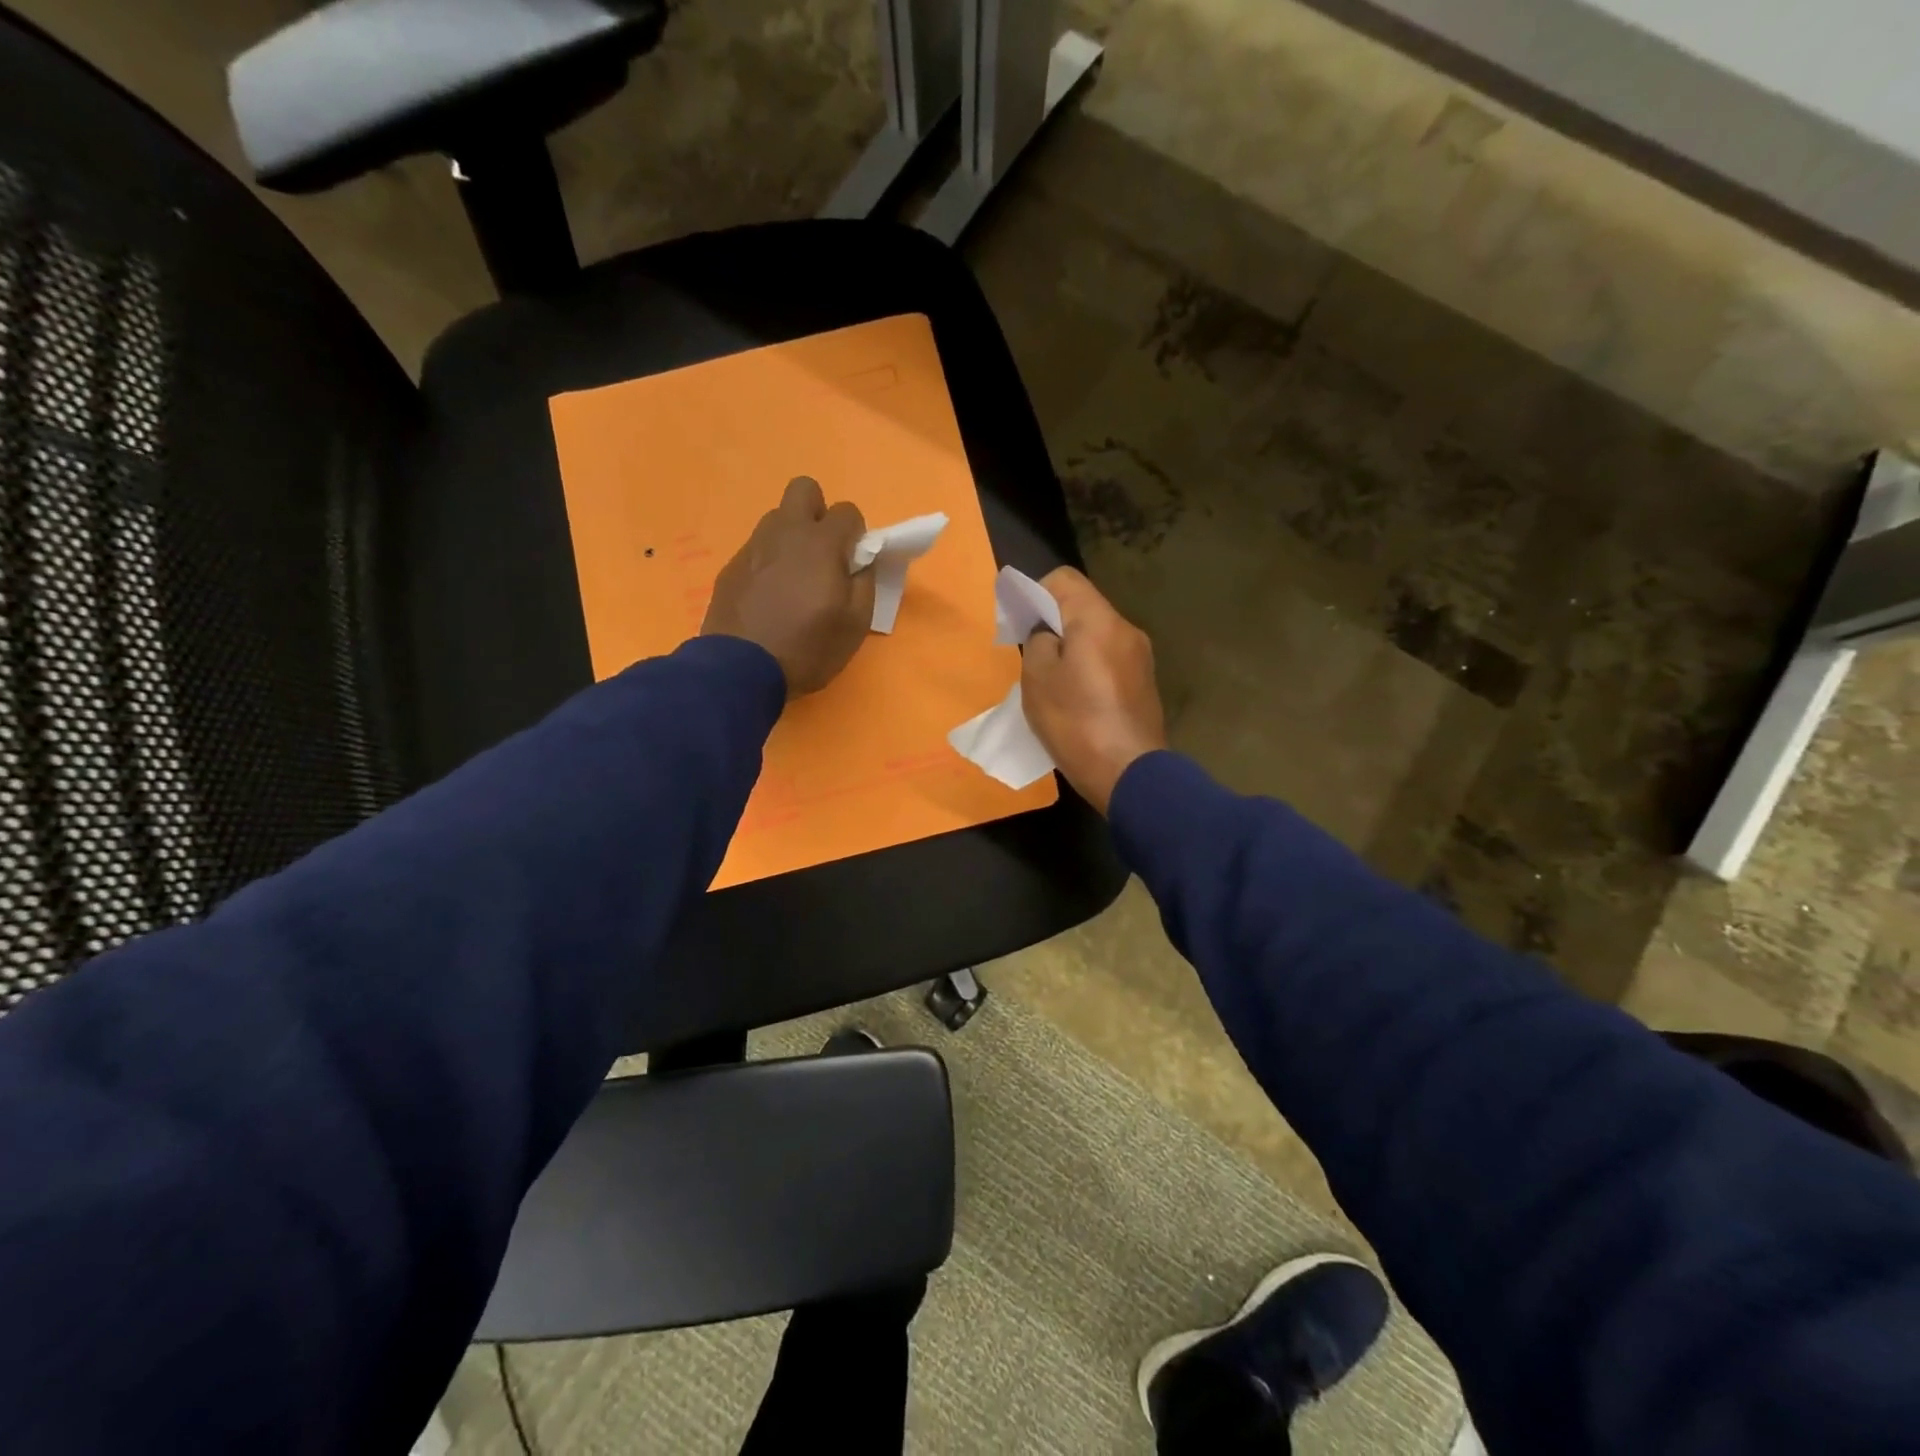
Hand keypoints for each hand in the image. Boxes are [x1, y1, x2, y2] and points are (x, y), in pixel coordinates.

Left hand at [701, 476, 875, 696]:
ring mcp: (753, 547)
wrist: (740, 669)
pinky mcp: (731, 567)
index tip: (853, 563)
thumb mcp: (855, 624)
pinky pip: (758, 549)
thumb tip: (861, 562)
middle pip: (804, 490)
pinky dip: (770, 562)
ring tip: (795, 579)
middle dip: (819, 513)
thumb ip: (865, 583)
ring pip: (777, 519)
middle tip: (824, 553)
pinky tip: (770, 597)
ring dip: (792, 537)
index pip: (847, 511)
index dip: (856, 534)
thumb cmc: (808, 648)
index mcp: (820, 543)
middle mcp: (785, 532)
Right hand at [1020, 567, 1166, 813]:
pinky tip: (1077, 700)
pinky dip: (1089, 668)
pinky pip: (1109, 660)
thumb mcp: (1037, 679)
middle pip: (1083, 607)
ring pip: (1096, 636)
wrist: (1129, 773)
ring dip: (1071, 648)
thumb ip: (1038, 643)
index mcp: (1098, 620)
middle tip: (1030, 656)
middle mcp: (1126, 629)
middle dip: (1052, 624)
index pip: (1063, 579)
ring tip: (1053, 683)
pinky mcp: (1145, 683)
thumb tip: (1050, 636)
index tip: (1018, 624)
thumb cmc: (1076, 722)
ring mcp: (1140, 657)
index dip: (1034, 593)